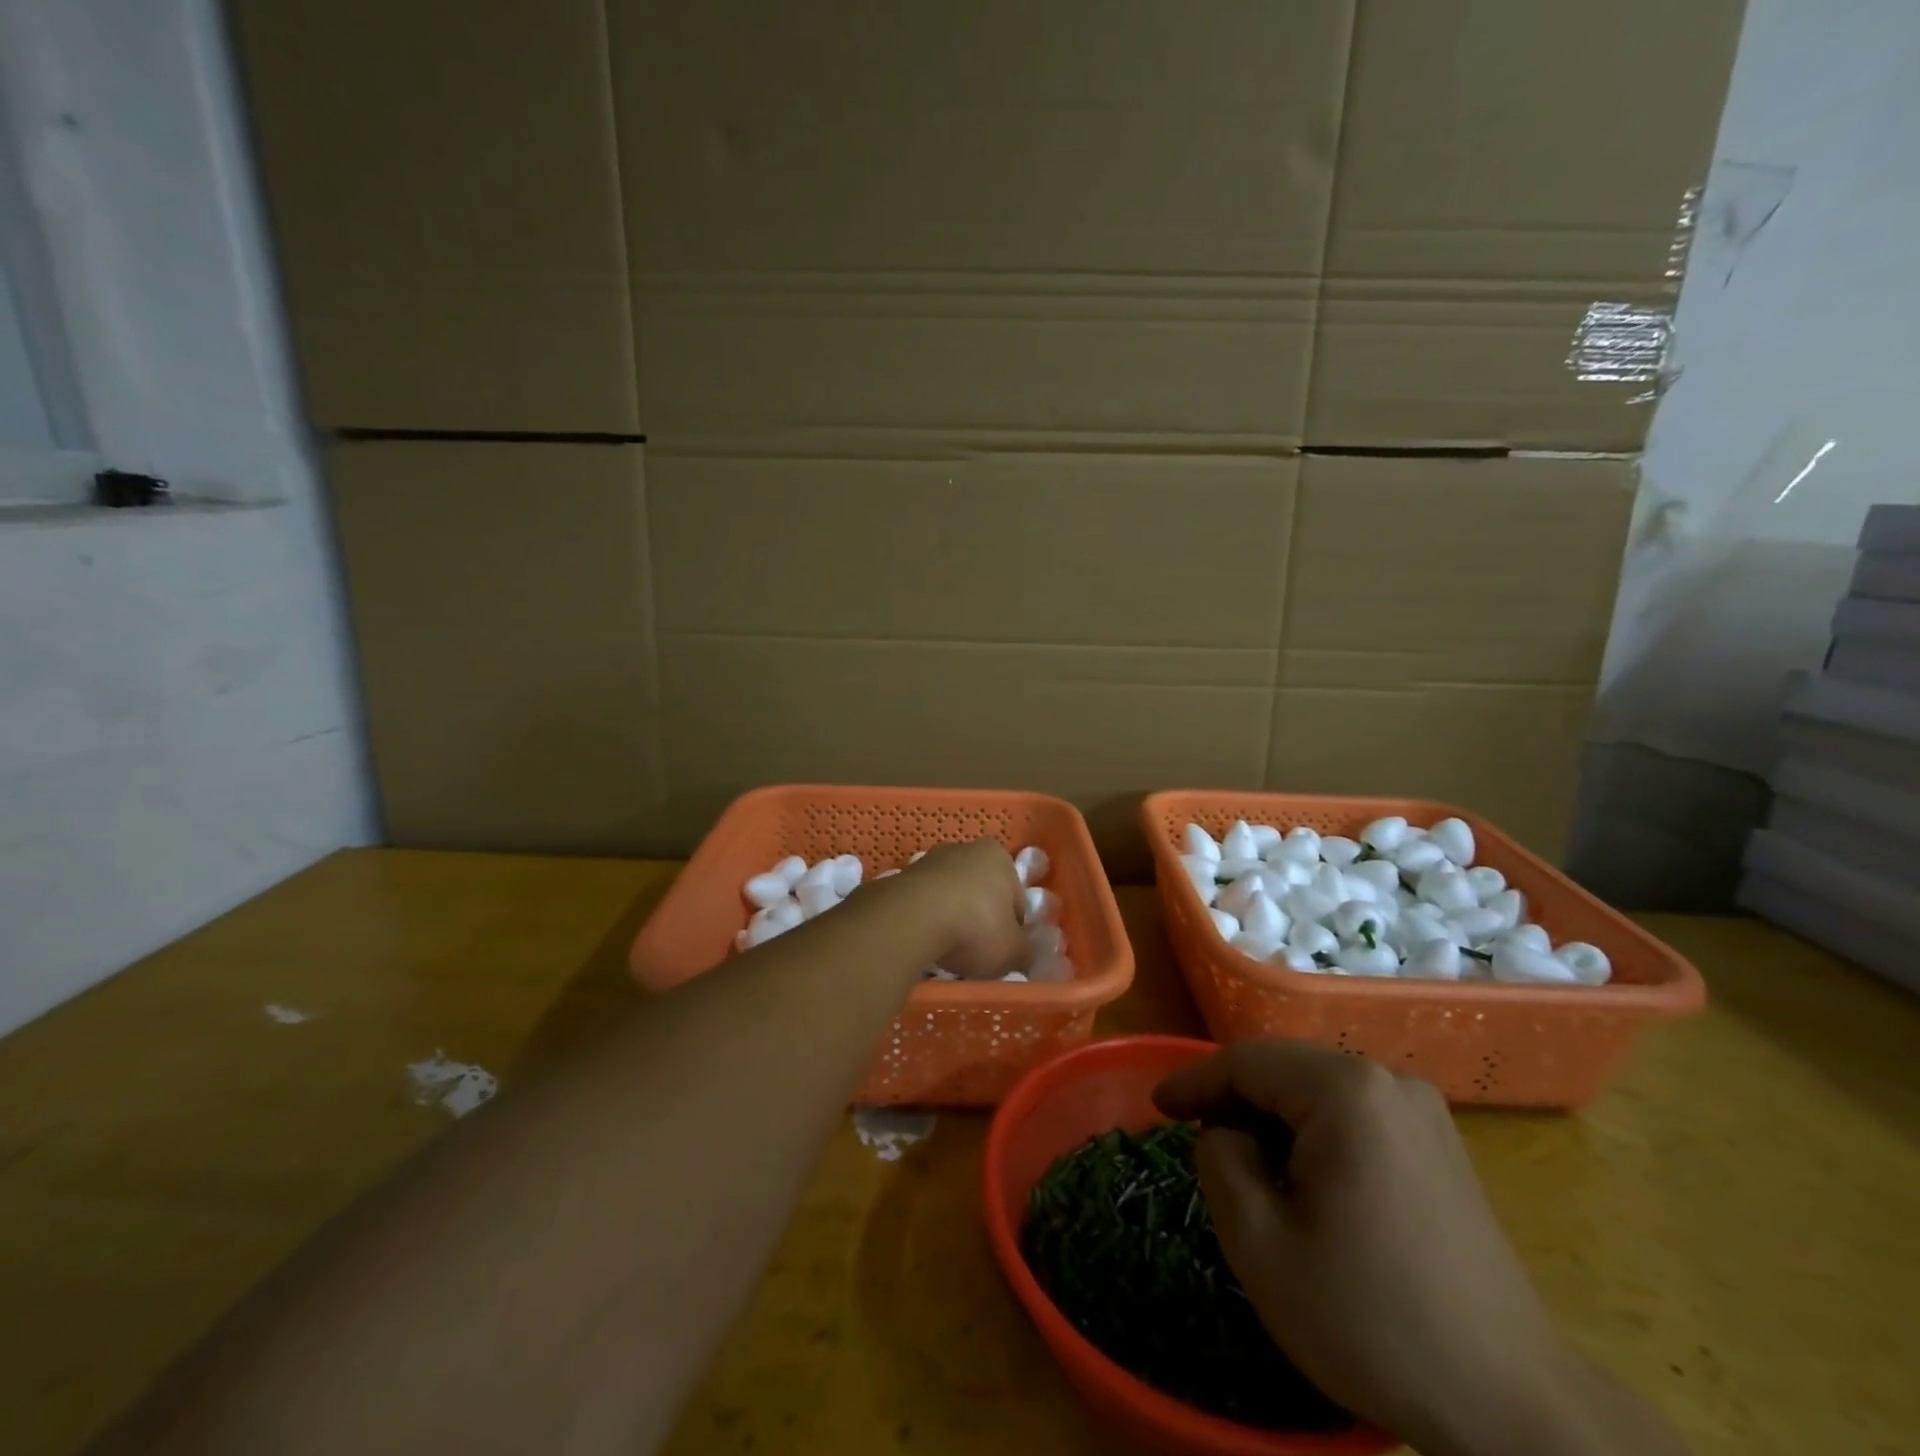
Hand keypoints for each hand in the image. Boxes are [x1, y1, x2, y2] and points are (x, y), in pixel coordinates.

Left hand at [890, 840, 1028, 980]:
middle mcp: (965, 848)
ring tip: (947, 951)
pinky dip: (926, 920)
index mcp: (998, 856)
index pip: (1016, 898)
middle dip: (980, 919)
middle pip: (981, 892)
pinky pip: (923, 903)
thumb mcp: (1013, 951)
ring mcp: (929, 860)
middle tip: (977, 952)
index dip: (1013, 929)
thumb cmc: (975, 928)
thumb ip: (1025, 952)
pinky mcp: (902, 876)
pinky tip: (924, 942)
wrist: (911, 920)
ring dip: (951, 919)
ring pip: (950, 896)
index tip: (1004, 951)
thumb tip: (1025, 955)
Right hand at [1153, 1041, 1588, 1455]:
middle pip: (1284, 1068)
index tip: (1156, 1105)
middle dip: (1232, 1096)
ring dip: (1272, 1114)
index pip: (1246, 1061)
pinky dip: (1313, 1130)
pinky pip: (1354, 1112)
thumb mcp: (1260, 1243)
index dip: (1193, 1079)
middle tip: (1190, 1130)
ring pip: (1318, 1088)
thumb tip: (1225, 1131)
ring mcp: (1422, 1110)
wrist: (1512, 1404)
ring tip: (1243, 1159)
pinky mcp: (1440, 1143)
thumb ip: (1219, 1159)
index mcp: (1344, 1091)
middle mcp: (1386, 1080)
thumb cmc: (1371, 1317)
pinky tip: (1303, 1176)